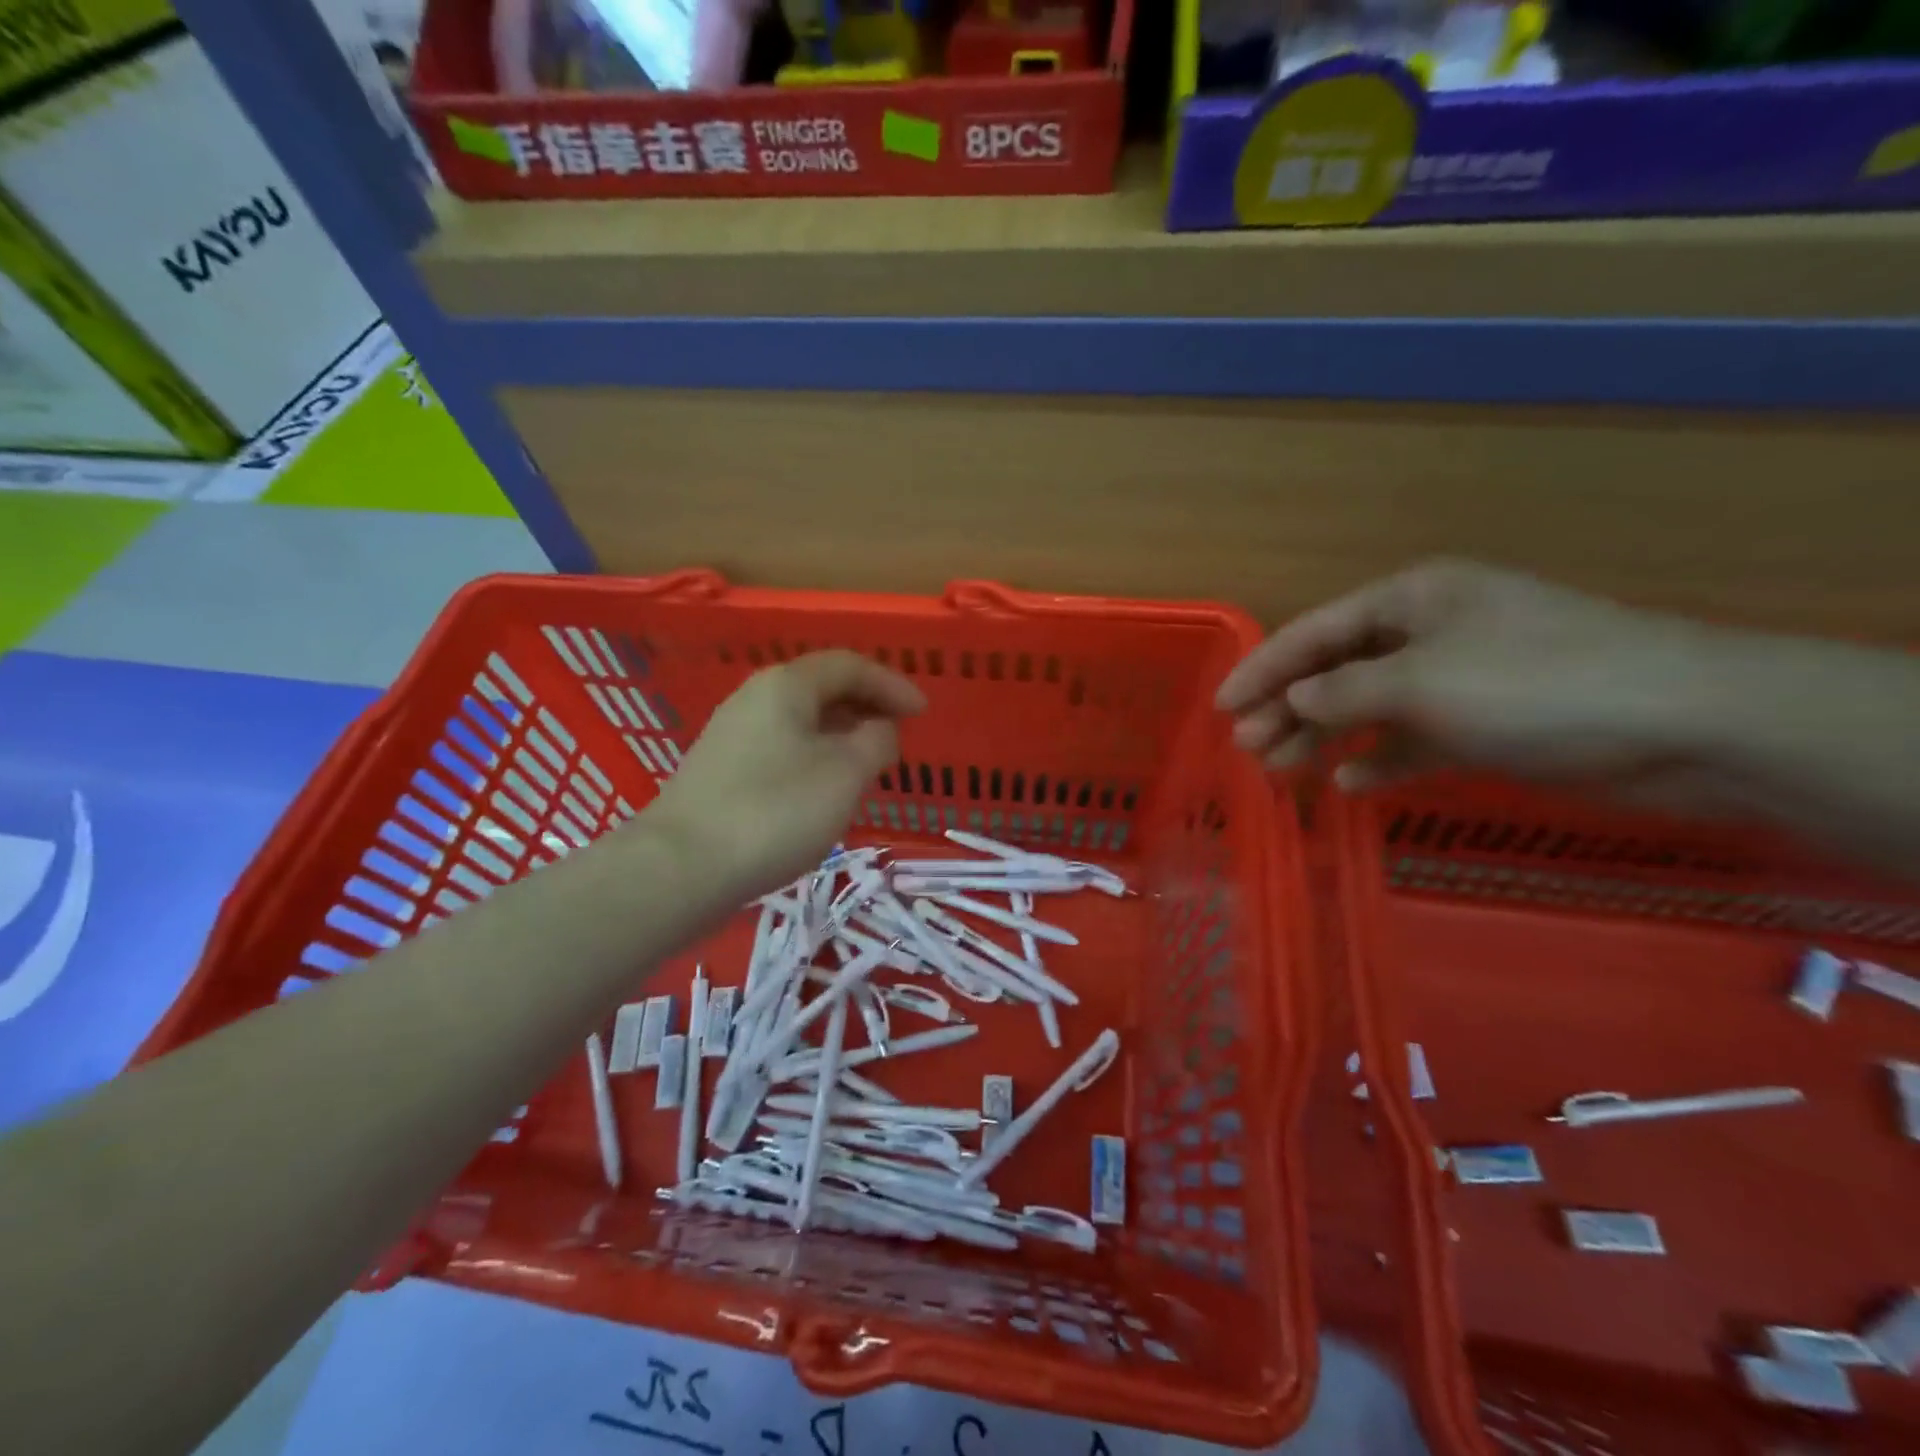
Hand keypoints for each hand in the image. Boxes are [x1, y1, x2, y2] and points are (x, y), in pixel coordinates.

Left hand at [647, 650, 925, 898]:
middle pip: (822, 689)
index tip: (922, 713)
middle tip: (898, 737)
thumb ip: (875, 742)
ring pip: (801, 721)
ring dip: (841, 735)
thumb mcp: (844, 774)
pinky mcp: (721, 769)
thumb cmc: (775, 811)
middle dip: (867, 708)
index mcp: (787, 685)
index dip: (892, 684)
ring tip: (867, 767)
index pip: (850, 666)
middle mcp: (755, 697)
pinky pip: (782, 747)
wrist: (682, 867)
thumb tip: (878, 729)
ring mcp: (732, 733)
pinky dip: (815, 756)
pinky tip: (823, 791)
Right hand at [1216, 559, 1730, 806]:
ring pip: (1368, 708)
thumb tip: (1292, 702)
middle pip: (1335, 670)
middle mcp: (1428, 632)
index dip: (1262, 669)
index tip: (1221, 707)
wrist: (1684, 725)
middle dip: (1287, 709)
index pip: (1315, 632)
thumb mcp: (1420, 682)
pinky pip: (1413, 739)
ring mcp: (1459, 679)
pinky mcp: (1486, 724)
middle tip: (1246, 749)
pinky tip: (1351, 784)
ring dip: (1324, 738)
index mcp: (1412, 599)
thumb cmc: (1533, 684)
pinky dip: (1381, 759)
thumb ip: (1343, 693)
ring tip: (1281, 772)